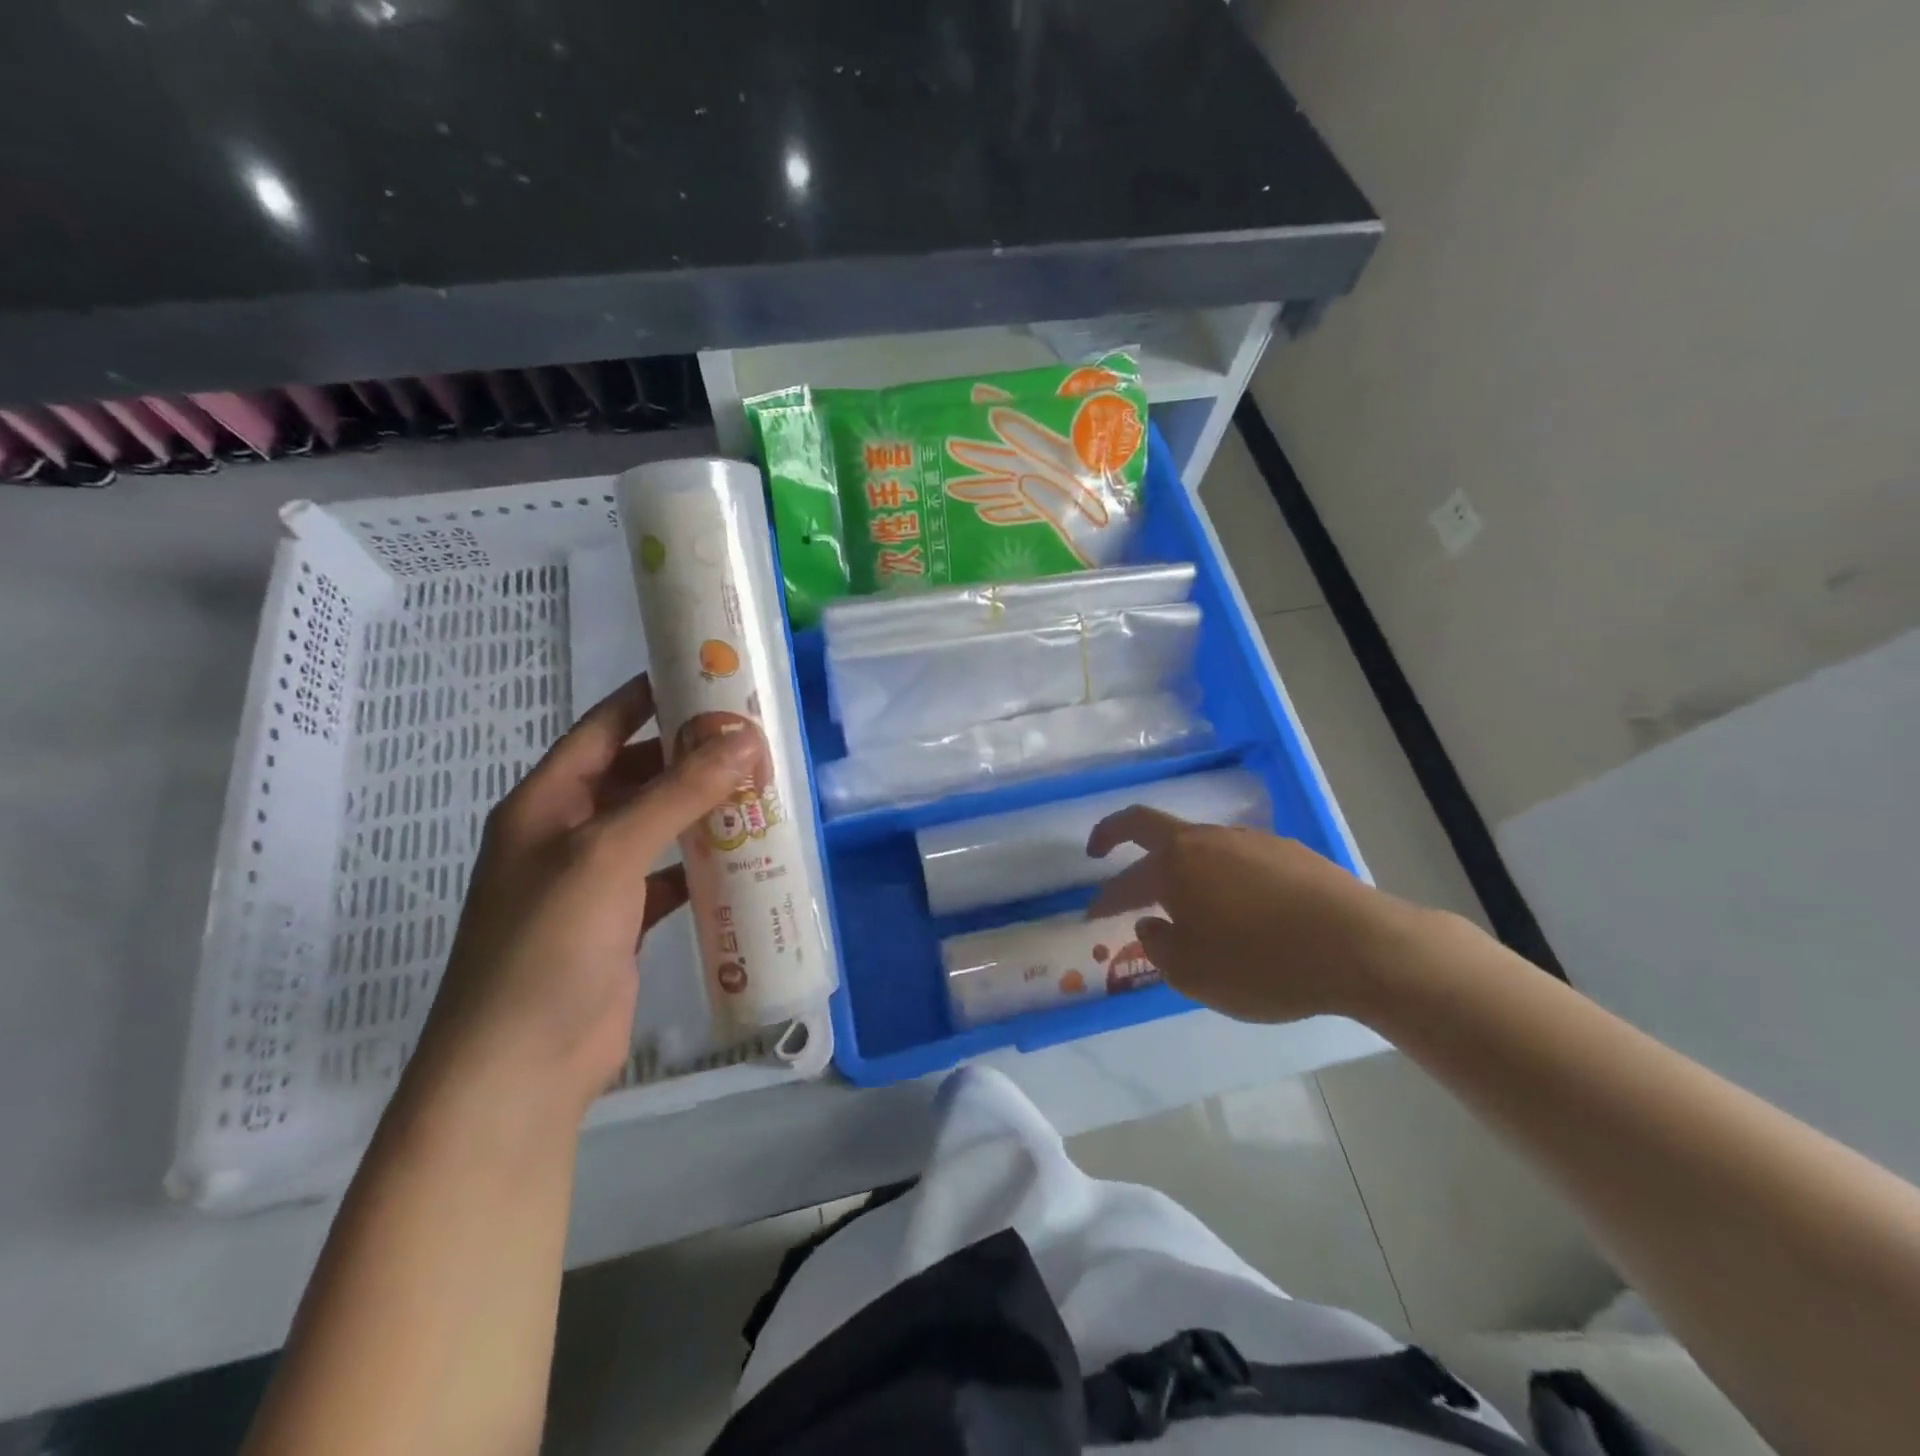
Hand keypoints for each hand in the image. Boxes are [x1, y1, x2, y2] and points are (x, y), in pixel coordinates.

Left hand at [410, 673, 760, 1115]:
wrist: (520, 1069)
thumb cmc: (547, 945)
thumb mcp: (609, 854)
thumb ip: (676, 794)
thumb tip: (744, 739)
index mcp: (546, 802)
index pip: (604, 727)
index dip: (650, 696)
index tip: (707, 674)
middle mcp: (568, 833)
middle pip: (637, 774)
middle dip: (691, 754)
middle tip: (754, 735)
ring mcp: (595, 880)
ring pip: (657, 824)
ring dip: (702, 807)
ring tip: (761, 786)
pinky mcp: (623, 922)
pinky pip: (670, 874)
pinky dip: (703, 861)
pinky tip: (745, 854)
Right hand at [1084, 808, 1435, 1023]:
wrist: (1362, 946)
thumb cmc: (1265, 964)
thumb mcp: (1194, 974)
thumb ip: (1159, 947)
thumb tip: (1150, 924)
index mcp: (1176, 865)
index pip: (1124, 878)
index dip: (1103, 898)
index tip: (1090, 916)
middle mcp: (1207, 840)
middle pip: (1149, 825)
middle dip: (1117, 834)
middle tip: (1100, 850)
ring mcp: (1249, 840)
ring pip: (1197, 844)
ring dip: (1176, 863)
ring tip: (1180, 899)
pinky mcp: (1287, 851)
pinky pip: (1235, 857)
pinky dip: (1218, 874)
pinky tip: (1236, 904)